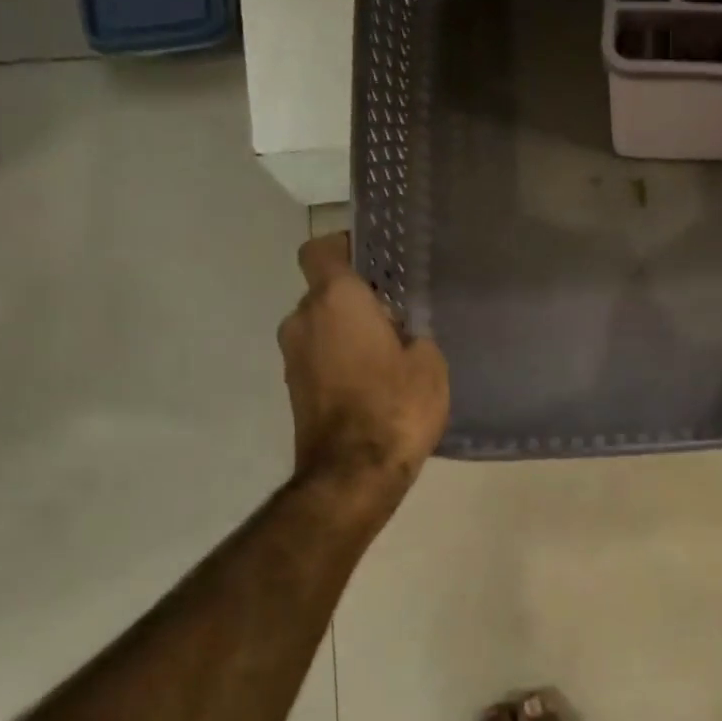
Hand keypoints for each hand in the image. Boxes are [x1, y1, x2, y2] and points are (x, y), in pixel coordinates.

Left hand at [279, 233, 448, 503]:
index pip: (321, 250)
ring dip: (346, 335)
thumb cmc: (397, 406)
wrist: (354, 472)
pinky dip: (339, 363)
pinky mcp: (293, 389)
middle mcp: (303, 320)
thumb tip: (398, 334)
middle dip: (355, 302)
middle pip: (325, 294)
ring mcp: (292, 357)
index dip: (343, 248)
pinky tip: (372, 386)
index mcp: (336, 301)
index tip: (372, 262)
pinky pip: (318, 359)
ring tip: (387, 359)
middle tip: (395, 322)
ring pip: (321, 328)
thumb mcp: (429, 363)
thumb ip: (412, 334)